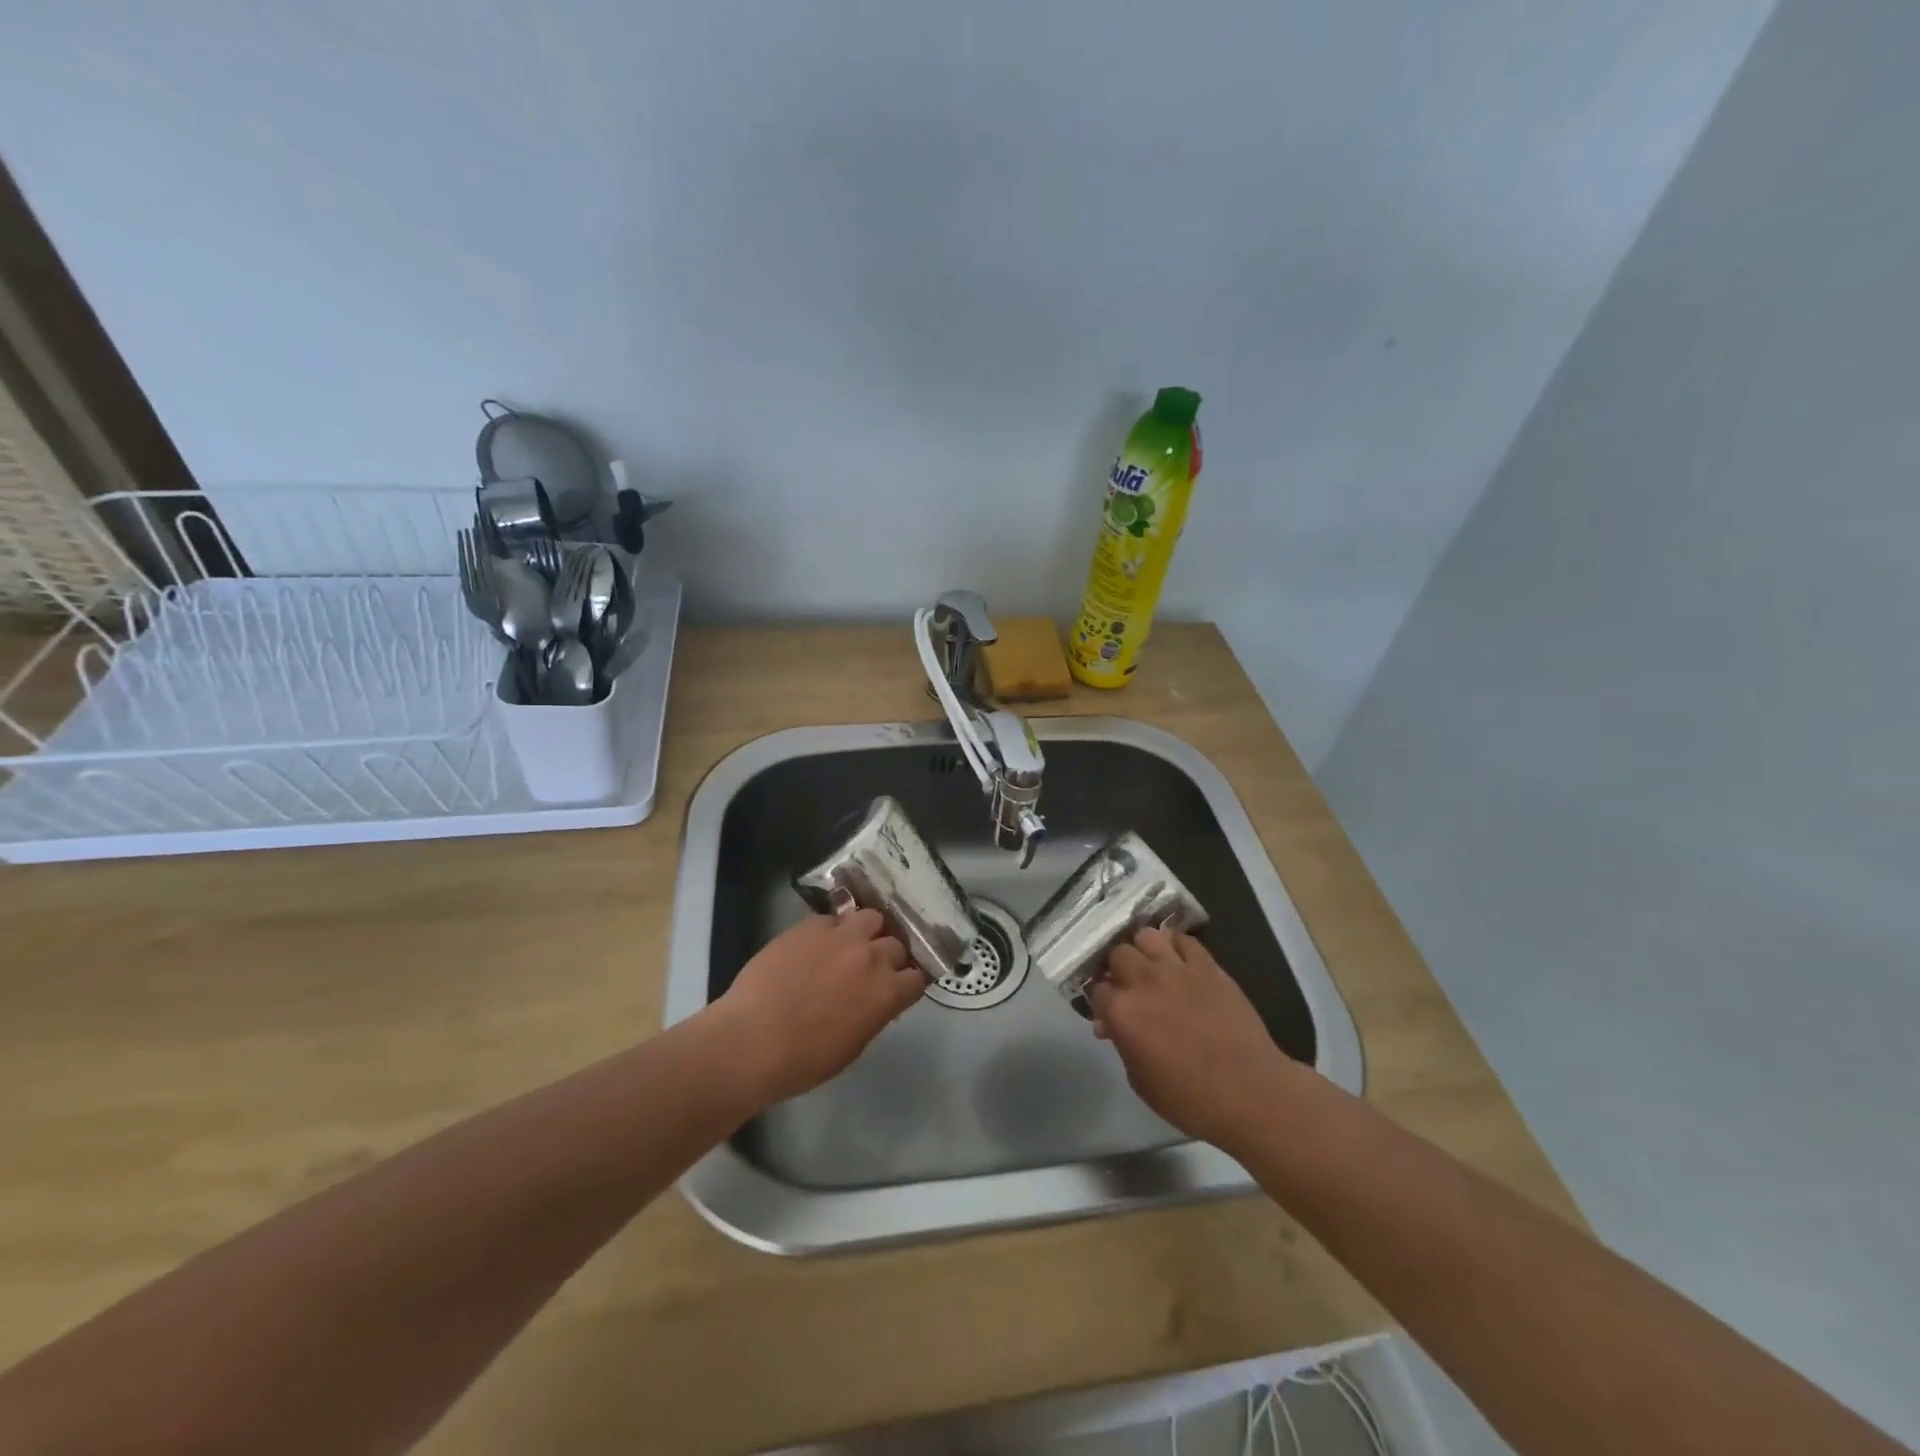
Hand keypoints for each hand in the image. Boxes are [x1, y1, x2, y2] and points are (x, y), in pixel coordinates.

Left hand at [711, 910, 924, 1106]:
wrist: (751, 1039)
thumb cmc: (804, 1060)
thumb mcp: (853, 1045)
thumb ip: (874, 1014)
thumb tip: (876, 1001)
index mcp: (887, 992)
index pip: (917, 977)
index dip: (908, 983)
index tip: (898, 988)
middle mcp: (872, 956)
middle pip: (896, 944)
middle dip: (888, 956)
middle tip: (871, 969)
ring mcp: (841, 936)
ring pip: (871, 918)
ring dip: (866, 932)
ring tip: (850, 945)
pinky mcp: (810, 925)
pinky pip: (833, 919)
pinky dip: (832, 930)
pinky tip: (817, 945)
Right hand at [1087, 927, 1297, 1148]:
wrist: (1250, 1092)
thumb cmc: (1190, 1099)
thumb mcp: (1140, 1081)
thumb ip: (1122, 1045)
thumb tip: (1112, 1026)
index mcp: (1122, 1011)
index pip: (1096, 989)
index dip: (1101, 1000)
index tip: (1108, 1011)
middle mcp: (1144, 981)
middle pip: (1117, 953)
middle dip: (1117, 967)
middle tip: (1127, 985)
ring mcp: (1178, 969)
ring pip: (1147, 935)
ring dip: (1143, 949)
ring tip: (1150, 965)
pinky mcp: (1208, 966)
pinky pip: (1184, 941)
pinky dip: (1176, 947)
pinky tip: (1179, 962)